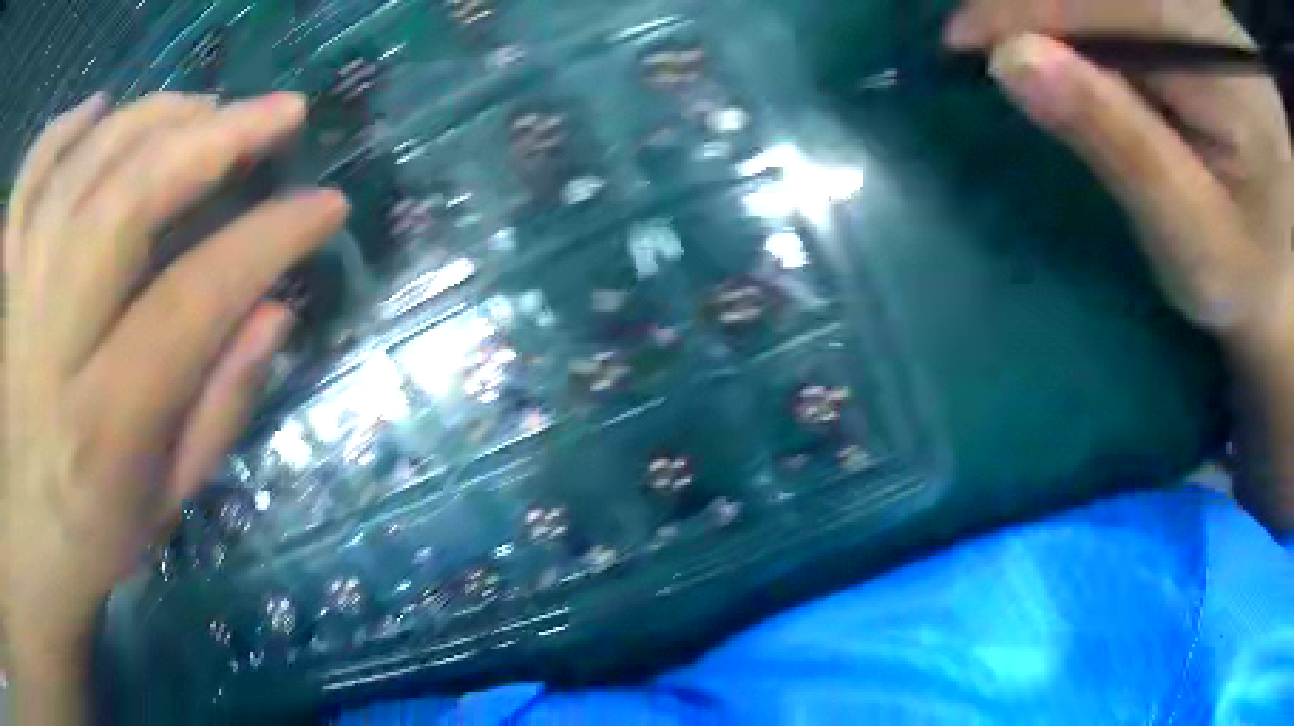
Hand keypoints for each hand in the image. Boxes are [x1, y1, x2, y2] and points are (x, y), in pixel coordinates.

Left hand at [1, 91, 347, 721]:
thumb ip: (220, 407)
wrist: (24, 537)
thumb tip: (276, 310)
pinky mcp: (3, 274)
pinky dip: (63, 129)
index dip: (268, 239)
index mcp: (103, 427)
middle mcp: (48, 347)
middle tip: (279, 113)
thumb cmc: (91, 531)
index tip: (325, 205)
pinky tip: (96, 111)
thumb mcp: (166, 500)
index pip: (194, 301)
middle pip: (129, 201)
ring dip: (150, 119)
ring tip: (201, 108)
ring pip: (83, 165)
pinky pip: (30, 174)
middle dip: (216, 139)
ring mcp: (14, 298)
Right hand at [946, 1, 1293, 527]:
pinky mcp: (1194, 18)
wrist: (1276, 267)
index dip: (1037, 7)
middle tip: (984, 30)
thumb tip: (1012, 58)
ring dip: (1056, 1)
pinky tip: (1059, 33)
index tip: (964, 36)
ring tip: (1015, 31)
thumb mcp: (1193, 242)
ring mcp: (1204, 18)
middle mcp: (1217, 31)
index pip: (1132, 7)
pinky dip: (1082, 6)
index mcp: (1238, 87)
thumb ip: (1122, 146)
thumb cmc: (1243, 275)